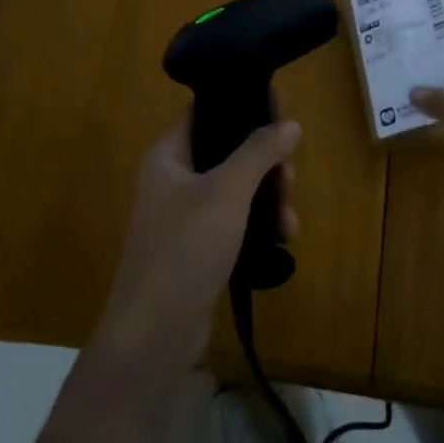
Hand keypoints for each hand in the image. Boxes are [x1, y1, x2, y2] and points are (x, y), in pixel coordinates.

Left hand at [97, 118, 300, 367]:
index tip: (282, 113)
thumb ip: (258, 152)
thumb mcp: (226, 192)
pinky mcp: (198, 249)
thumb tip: (290, 124)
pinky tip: (281, 242)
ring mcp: (185, 217)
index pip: (205, 113)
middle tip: (290, 179)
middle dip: (266, 164)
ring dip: (268, 200)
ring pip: (237, 191)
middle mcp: (174, 180)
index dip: (243, 108)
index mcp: (168, 155)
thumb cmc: (185, 248)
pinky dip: (258, 227)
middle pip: (228, 153)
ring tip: (289, 223)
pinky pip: (235, 223)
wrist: (153, 334)